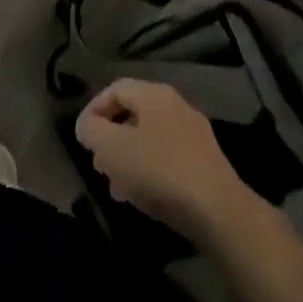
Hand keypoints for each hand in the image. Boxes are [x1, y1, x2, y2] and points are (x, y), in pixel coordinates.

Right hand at [75, 79, 251, 244]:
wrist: (219, 212)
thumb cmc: (159, 172)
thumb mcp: (113, 149)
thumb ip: (92, 131)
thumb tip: (87, 125)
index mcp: (154, 94)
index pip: (115, 88)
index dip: (94, 109)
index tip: (83, 137)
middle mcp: (175, 105)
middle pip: (133, 114)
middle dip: (111, 138)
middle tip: (99, 164)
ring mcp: (194, 133)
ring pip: (150, 138)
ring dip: (128, 158)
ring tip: (117, 187)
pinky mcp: (205, 162)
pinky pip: (167, 156)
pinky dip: (149, 169)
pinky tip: (143, 197)